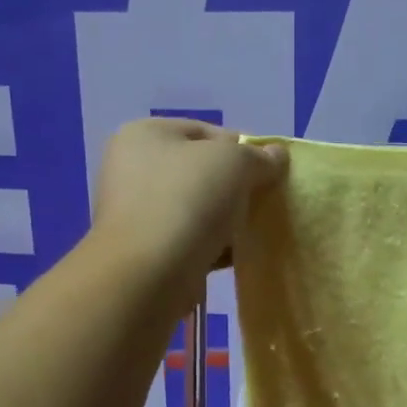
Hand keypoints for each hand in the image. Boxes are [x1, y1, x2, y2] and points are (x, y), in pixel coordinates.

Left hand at [93, 118, 287, 282]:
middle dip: (235, 185)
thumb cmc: (188, 201)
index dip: (242, 147)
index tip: (268, 171)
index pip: (205, 132)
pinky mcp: (144, 250)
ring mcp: (135, 211)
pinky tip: (235, 255)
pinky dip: (212, 244)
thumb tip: (275, 156)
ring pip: (196, 207)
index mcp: (144, 134)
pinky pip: (189, 239)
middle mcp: (131, 168)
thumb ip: (259, 156)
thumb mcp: (234, 163)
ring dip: (225, 218)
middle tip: (263, 201)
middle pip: (200, 170)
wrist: (149, 274)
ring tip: (252, 230)